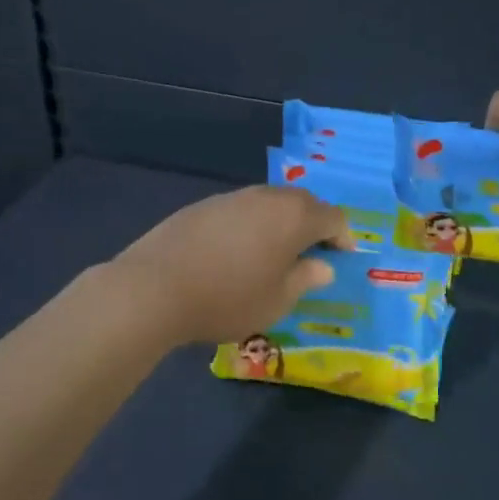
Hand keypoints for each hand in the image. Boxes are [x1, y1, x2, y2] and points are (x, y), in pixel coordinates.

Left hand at [109, 185, 355, 345]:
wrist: (155, 288)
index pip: (333, 217)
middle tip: (314, 252)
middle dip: (314, 223)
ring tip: (277, 251)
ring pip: (270, 202)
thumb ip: (304, 279)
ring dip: (281, 222)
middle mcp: (266, 197)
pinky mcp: (203, 205)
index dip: (343, 235)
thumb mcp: (276, 301)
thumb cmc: (228, 299)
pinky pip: (242, 209)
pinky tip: (238, 251)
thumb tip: (322, 265)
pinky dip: (252, 224)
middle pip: (302, 202)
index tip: (343, 256)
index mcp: (293, 217)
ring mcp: (232, 198)